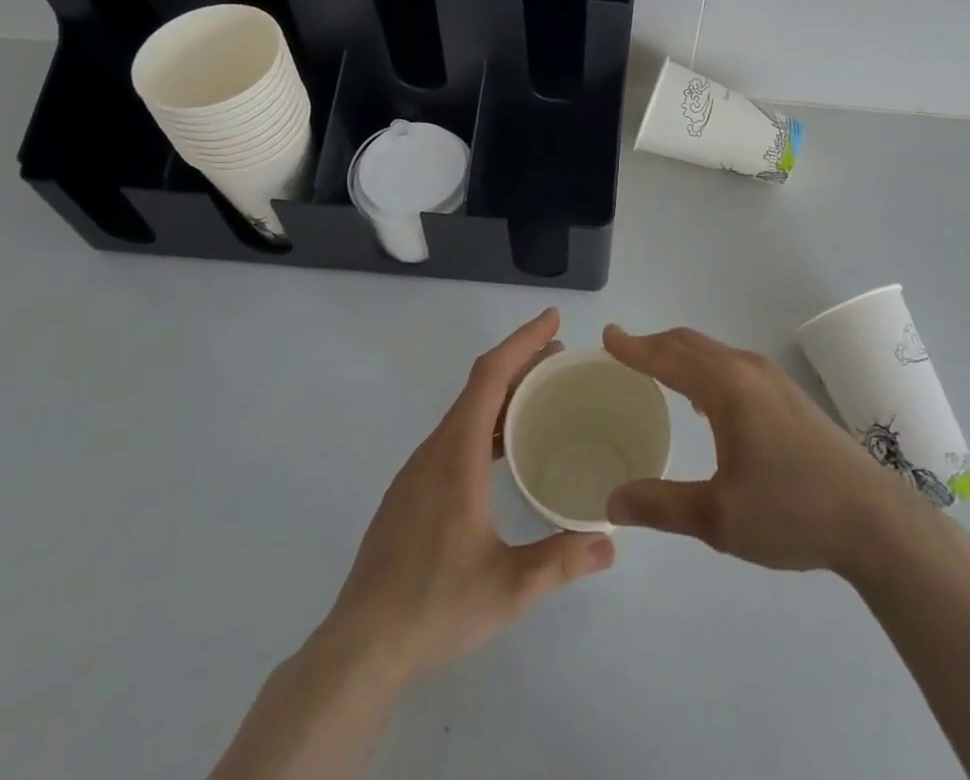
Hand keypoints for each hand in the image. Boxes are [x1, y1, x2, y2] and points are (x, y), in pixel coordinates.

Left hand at [325, 309, 615, 684]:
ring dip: (502, 394)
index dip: (522, 341)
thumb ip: (562, 560)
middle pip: (479, 386)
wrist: (359, 650)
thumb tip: (610, 541)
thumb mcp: (509, 588)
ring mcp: (417, 471)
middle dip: (520, 363)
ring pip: (464, 412)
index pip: (490, 376)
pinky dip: (484, 422)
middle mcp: (434, 450)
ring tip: (539, 398)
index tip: (552, 320)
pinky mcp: (410, 493)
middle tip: (560, 359)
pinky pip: (453, 436)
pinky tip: (502, 451)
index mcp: (456, 455)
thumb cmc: (435, 607)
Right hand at [603, 325, 919, 575]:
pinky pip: (732, 366)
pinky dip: (704, 368)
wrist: (873, 519)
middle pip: (690, 344)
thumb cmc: (792, 512)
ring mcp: (772, 379)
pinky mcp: (788, 395)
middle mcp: (748, 370)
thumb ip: (661, 505)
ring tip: (654, 371)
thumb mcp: (719, 518)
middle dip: (653, 345)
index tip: (607, 335)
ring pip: (713, 353)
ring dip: (680, 355)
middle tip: (622, 352)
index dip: (634, 347)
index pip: (669, 357)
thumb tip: (612, 498)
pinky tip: (702, 402)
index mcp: (728, 388)